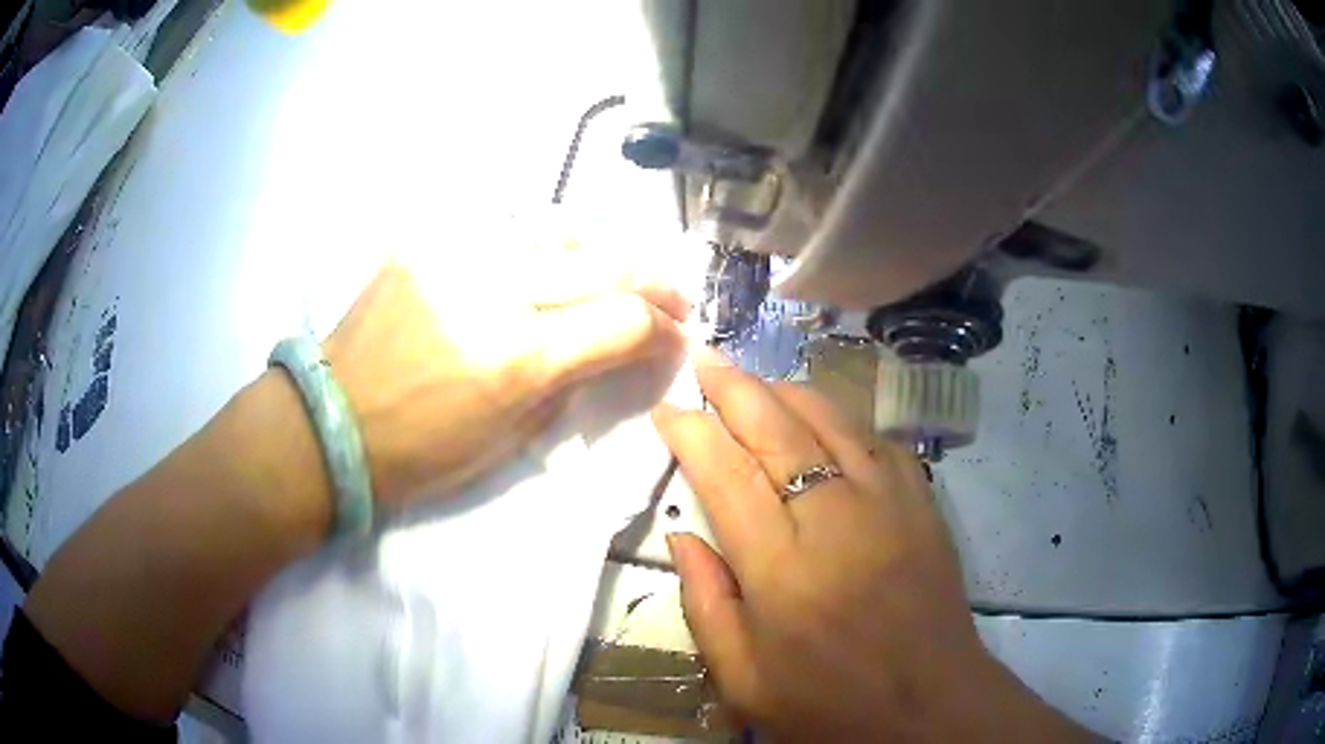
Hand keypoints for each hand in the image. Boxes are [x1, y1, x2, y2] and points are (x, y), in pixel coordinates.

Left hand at [324, 260, 687, 508]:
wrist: (334, 421)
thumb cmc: (422, 452)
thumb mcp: (509, 437)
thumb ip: (570, 381)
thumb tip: (614, 348)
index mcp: (516, 360)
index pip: (622, 322)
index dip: (663, 330)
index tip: (677, 337)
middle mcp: (493, 291)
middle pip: (605, 262)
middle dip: (654, 281)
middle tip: (671, 297)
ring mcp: (457, 255)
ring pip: (560, 231)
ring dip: (602, 253)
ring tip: (615, 274)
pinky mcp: (427, 241)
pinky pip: (506, 230)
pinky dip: (544, 245)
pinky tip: (552, 261)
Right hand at [653, 349, 1090, 741]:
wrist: (928, 706)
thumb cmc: (828, 704)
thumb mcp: (743, 679)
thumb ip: (705, 602)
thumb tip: (680, 534)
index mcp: (781, 570)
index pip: (726, 475)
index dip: (691, 433)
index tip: (666, 411)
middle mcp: (835, 520)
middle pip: (777, 428)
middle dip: (733, 387)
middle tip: (705, 361)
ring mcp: (888, 504)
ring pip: (831, 418)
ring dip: (786, 390)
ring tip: (755, 381)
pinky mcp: (923, 503)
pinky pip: (878, 439)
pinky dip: (842, 417)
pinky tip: (824, 417)